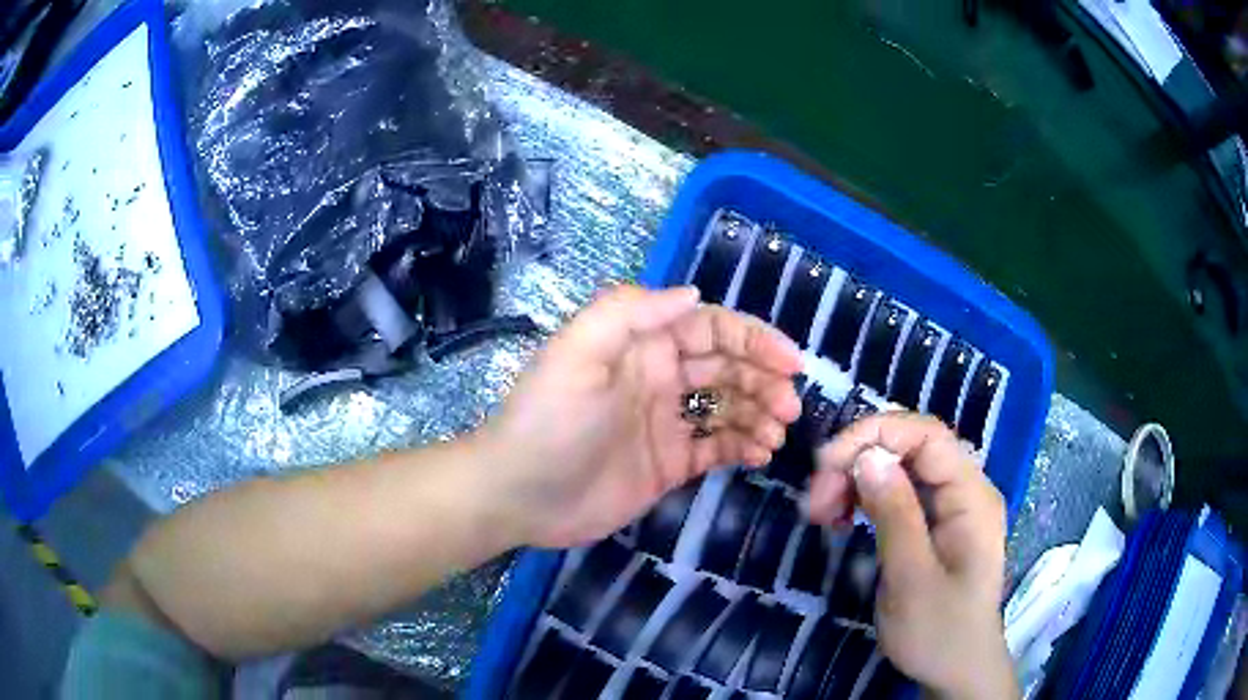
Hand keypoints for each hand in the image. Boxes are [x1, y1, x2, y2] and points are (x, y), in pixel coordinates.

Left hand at [478, 285, 802, 548]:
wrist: (518, 496)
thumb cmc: (547, 422)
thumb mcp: (576, 354)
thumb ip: (629, 314)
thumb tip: (692, 294)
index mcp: (641, 345)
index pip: (711, 328)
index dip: (754, 339)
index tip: (791, 363)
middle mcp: (660, 378)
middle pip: (728, 367)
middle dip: (765, 380)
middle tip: (789, 408)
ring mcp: (666, 423)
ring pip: (729, 407)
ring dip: (760, 414)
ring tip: (777, 434)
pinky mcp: (669, 464)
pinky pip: (717, 448)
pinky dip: (744, 447)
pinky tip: (760, 453)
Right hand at [806, 414, 1016, 699]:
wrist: (957, 670)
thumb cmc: (939, 631)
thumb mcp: (912, 578)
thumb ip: (894, 514)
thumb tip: (867, 456)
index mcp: (971, 496)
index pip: (927, 435)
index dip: (875, 434)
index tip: (826, 463)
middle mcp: (964, 490)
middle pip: (910, 448)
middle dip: (858, 461)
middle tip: (815, 501)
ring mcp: (950, 507)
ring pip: (899, 469)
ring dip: (856, 481)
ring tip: (820, 513)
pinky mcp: (933, 525)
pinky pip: (898, 495)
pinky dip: (865, 500)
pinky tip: (841, 518)